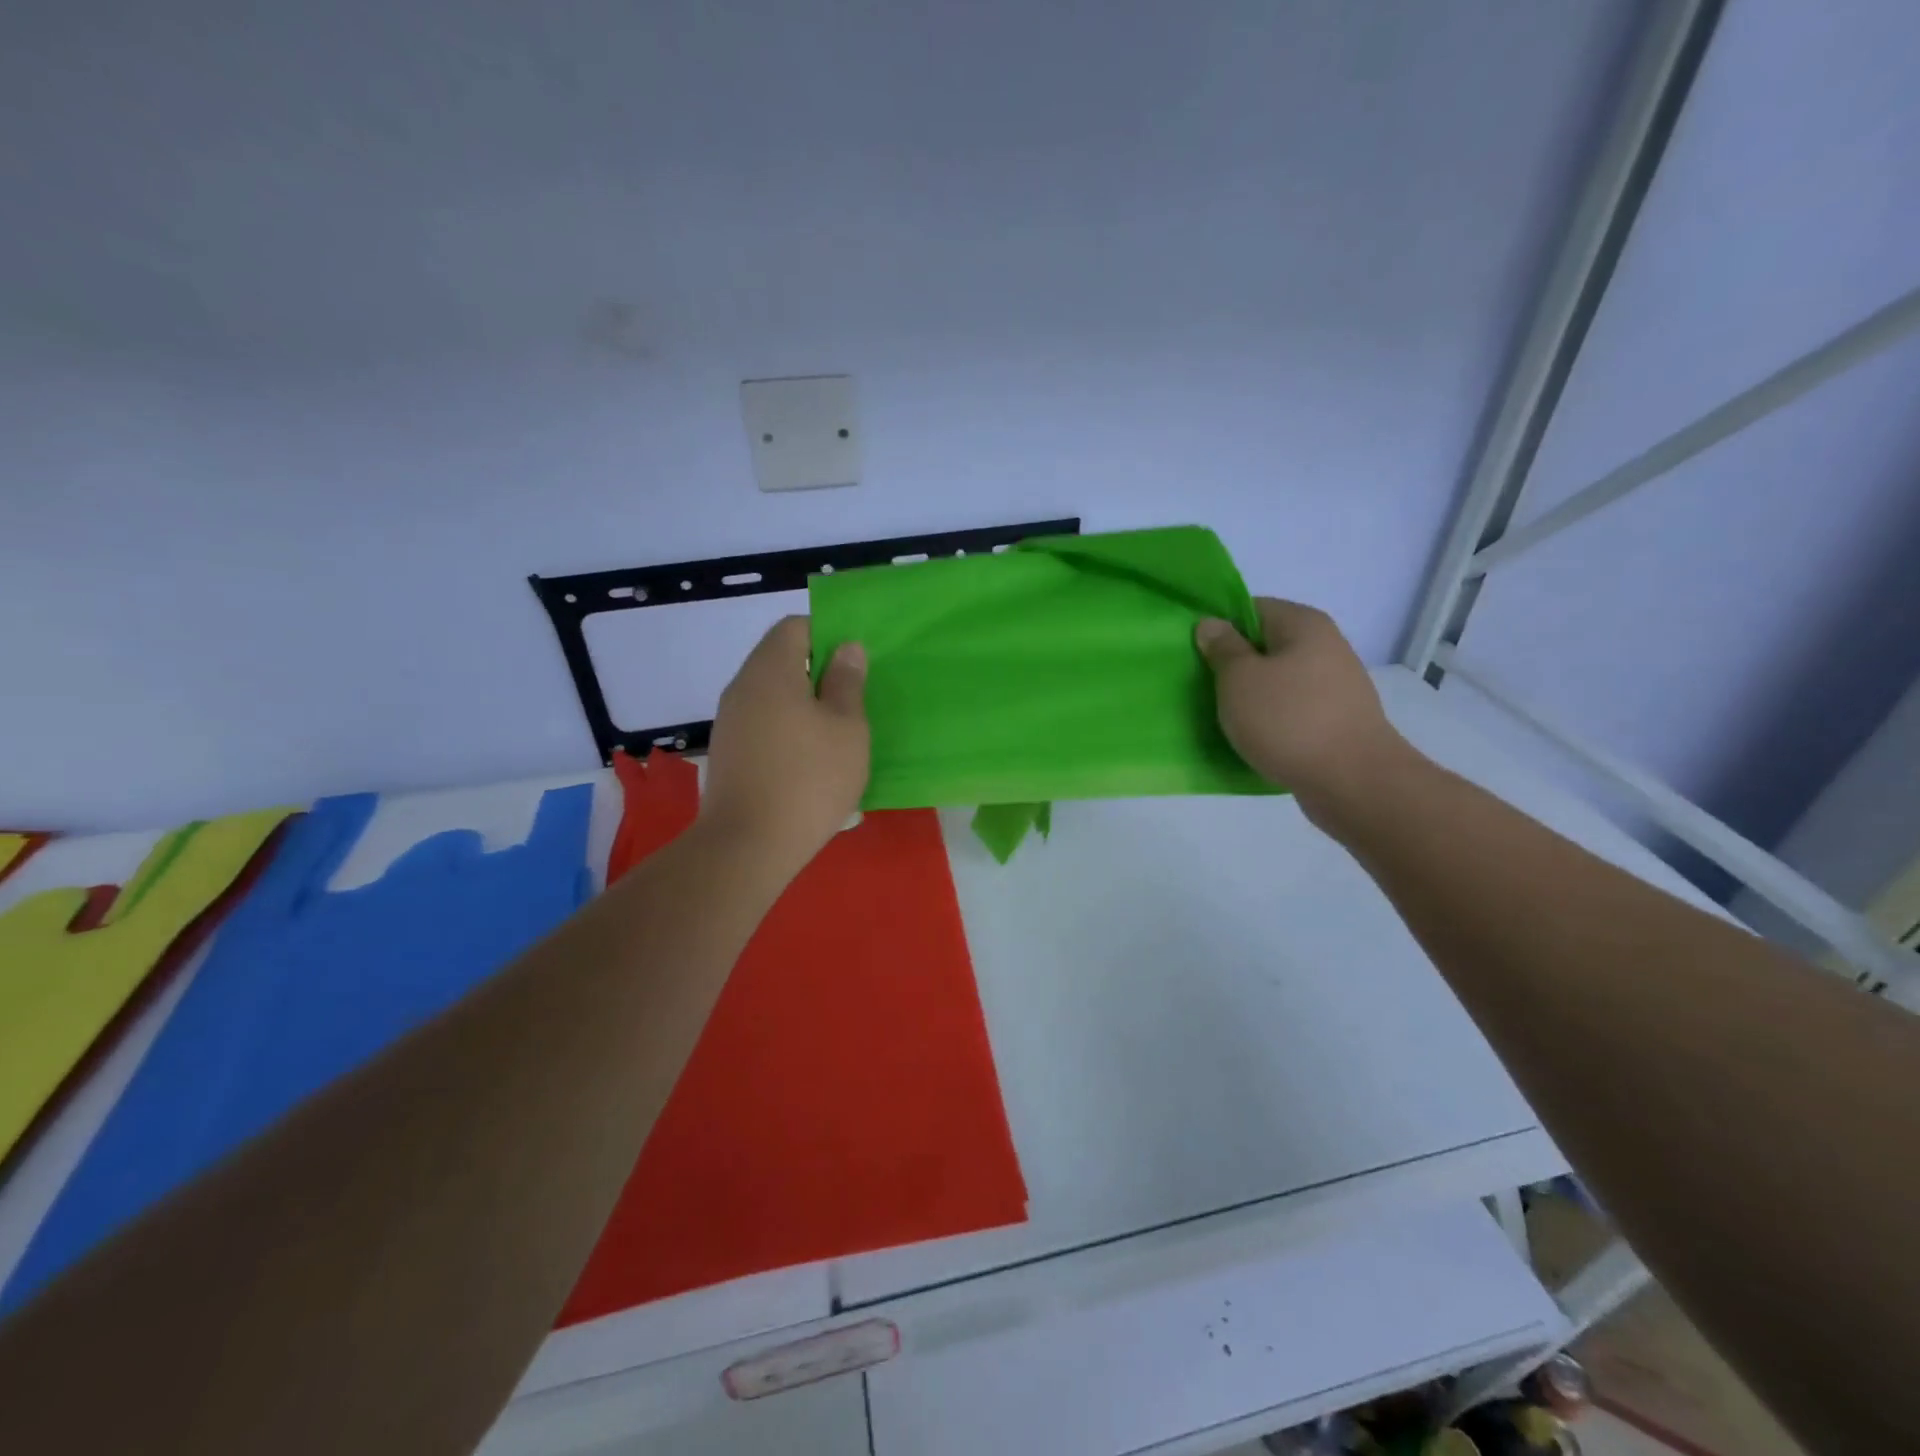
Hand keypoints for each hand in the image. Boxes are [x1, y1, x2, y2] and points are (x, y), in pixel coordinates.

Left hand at [700, 617, 869, 869]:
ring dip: (803, 705)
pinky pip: (762, 724)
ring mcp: (729, 722)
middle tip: (853, 700)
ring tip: (836, 734)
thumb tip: (846, 648)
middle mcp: (742, 687)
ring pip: (772, 695)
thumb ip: (847, 682)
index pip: (794, 627)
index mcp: (770, 670)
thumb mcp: (847, 728)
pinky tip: (809, 761)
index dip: (827, 635)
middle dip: (818, 673)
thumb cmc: (809, 778)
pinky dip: (787, 730)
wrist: (748, 845)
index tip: (854, 664)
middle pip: (780, 660)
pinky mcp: (728, 753)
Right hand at [1196, 598, 1413, 828]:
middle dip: (1233, 665)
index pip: (1251, 608)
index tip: (1195, 654)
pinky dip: (1270, 719)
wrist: (1353, 781)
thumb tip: (1212, 624)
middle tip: (1202, 686)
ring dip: (1250, 696)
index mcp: (1304, 624)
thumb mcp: (1240, 679)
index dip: (1219, 627)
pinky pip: (1292, 710)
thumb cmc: (1289, 720)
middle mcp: (1325, 646)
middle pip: (1265, 646)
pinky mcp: (1336, 720)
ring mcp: (1335, 685)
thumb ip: (1223, 648)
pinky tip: (1253, 738)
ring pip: (1278, 681)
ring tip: (1223, 716)